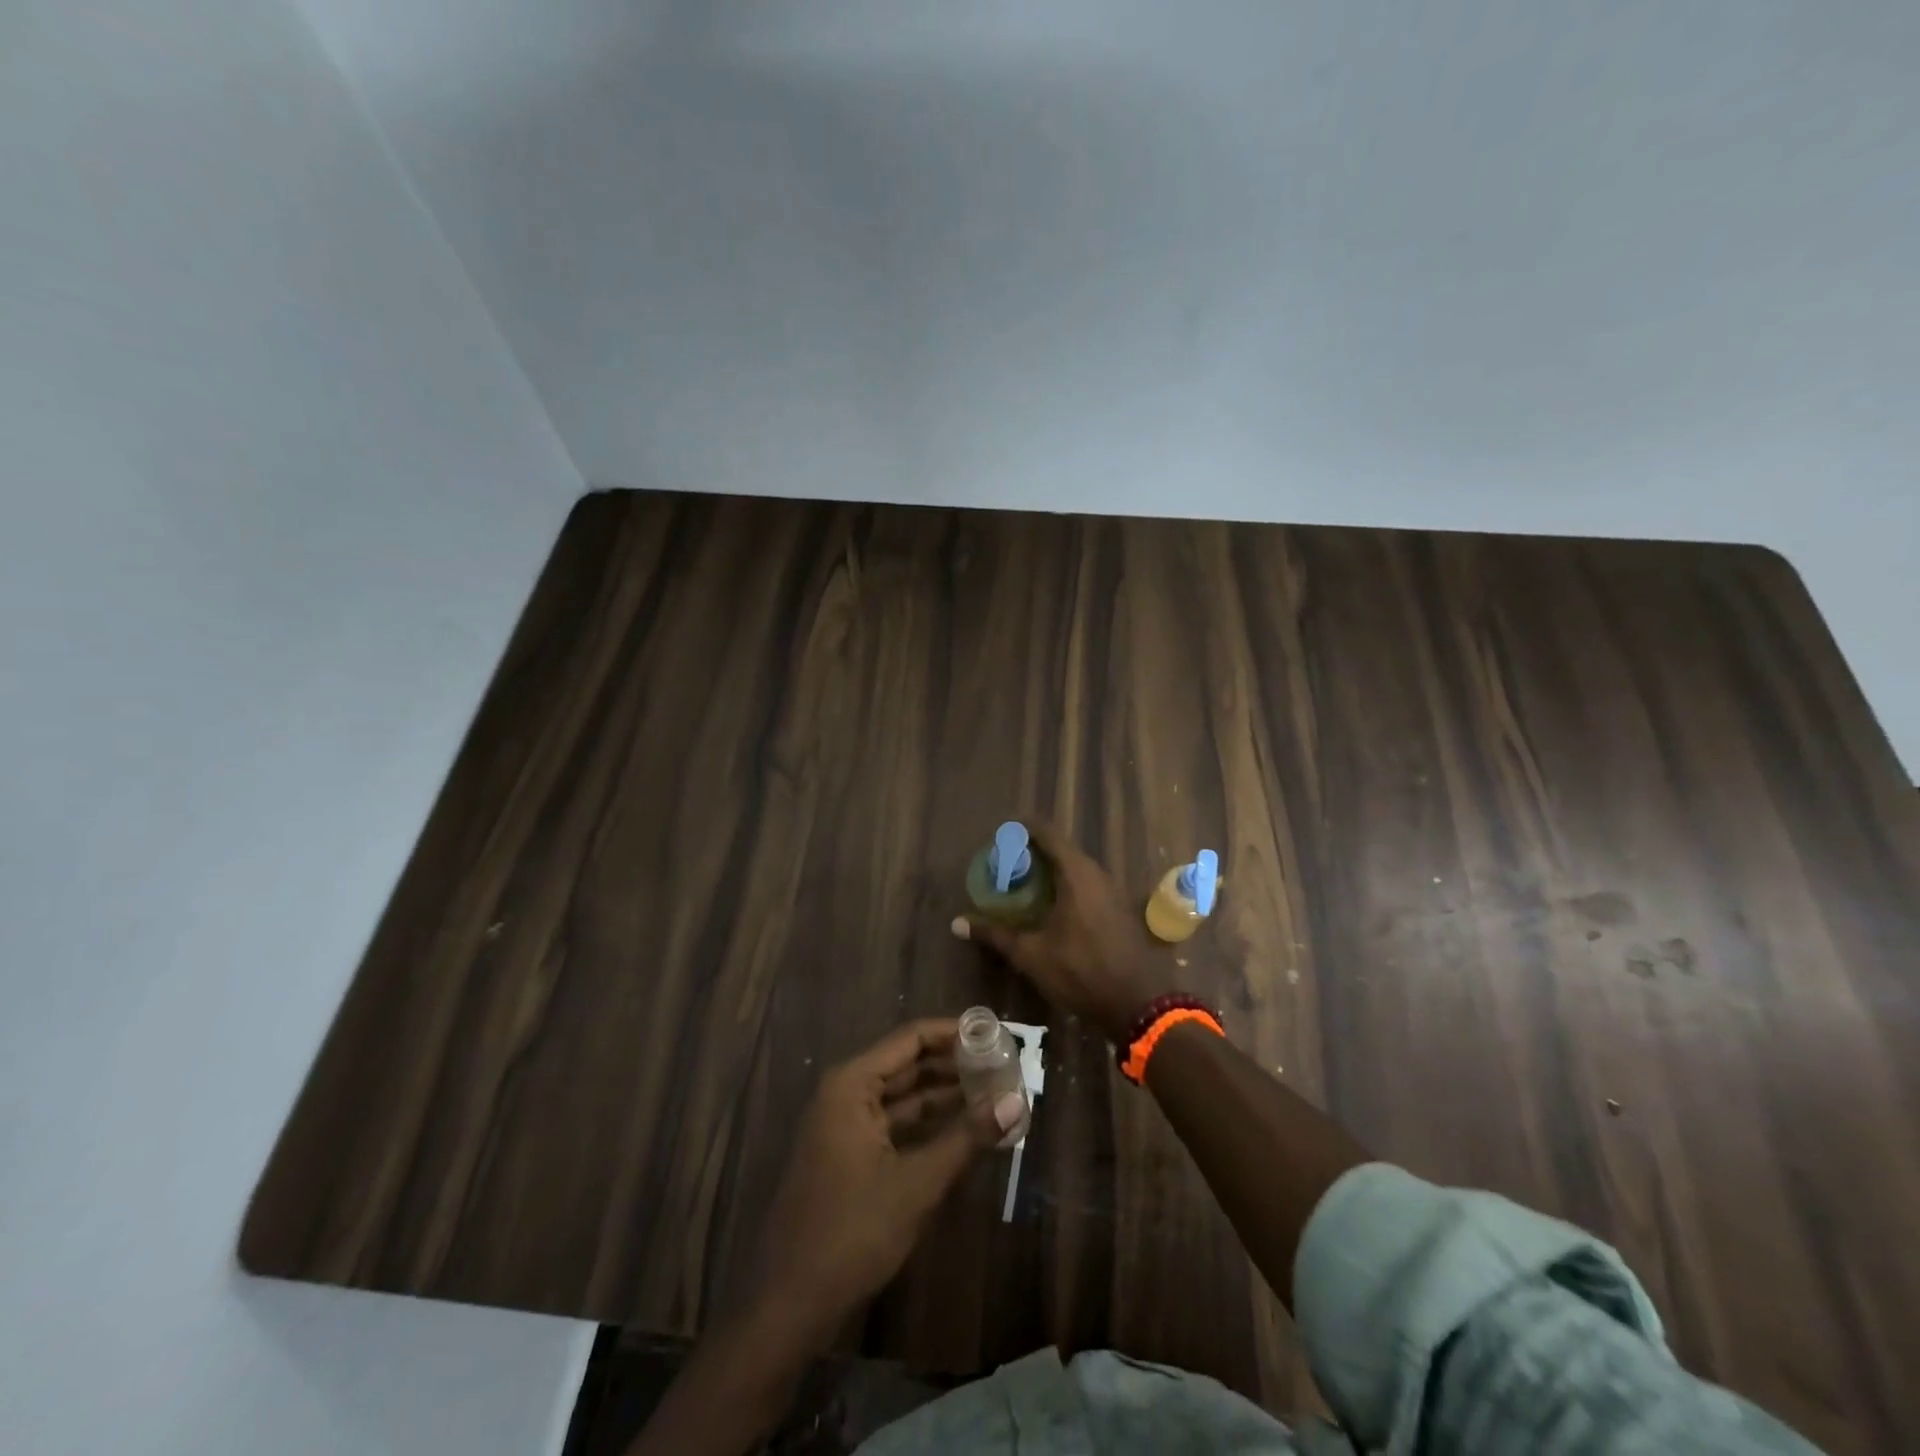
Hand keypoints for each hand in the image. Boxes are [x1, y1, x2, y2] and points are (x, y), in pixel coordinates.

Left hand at [749, 1019, 1003, 1335]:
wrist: (789, 1304)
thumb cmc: (851, 1232)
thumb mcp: (917, 1183)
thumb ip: (967, 1138)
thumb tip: (1016, 1102)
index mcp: (852, 1084)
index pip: (911, 1039)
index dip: (954, 1033)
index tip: (996, 1033)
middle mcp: (845, 1093)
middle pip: (908, 1064)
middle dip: (954, 1065)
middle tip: (1003, 1065)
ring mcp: (844, 1125)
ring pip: (903, 1097)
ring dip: (944, 1096)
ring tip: (993, 1093)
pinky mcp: (849, 1155)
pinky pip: (895, 1125)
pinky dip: (928, 1125)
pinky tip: (964, 1130)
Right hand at [953, 821, 1164, 1040]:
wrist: (1136, 1004)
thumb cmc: (1080, 971)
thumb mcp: (1031, 954)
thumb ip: (995, 934)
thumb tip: (957, 923)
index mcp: (1076, 874)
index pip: (1048, 835)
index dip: (1024, 829)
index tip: (1002, 833)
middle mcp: (1097, 874)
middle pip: (1062, 849)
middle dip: (1033, 852)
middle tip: (1005, 862)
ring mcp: (1112, 891)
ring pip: (1076, 868)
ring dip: (1051, 870)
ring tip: (1023, 881)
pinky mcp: (1118, 909)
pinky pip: (1087, 884)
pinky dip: (1066, 885)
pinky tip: (1050, 904)